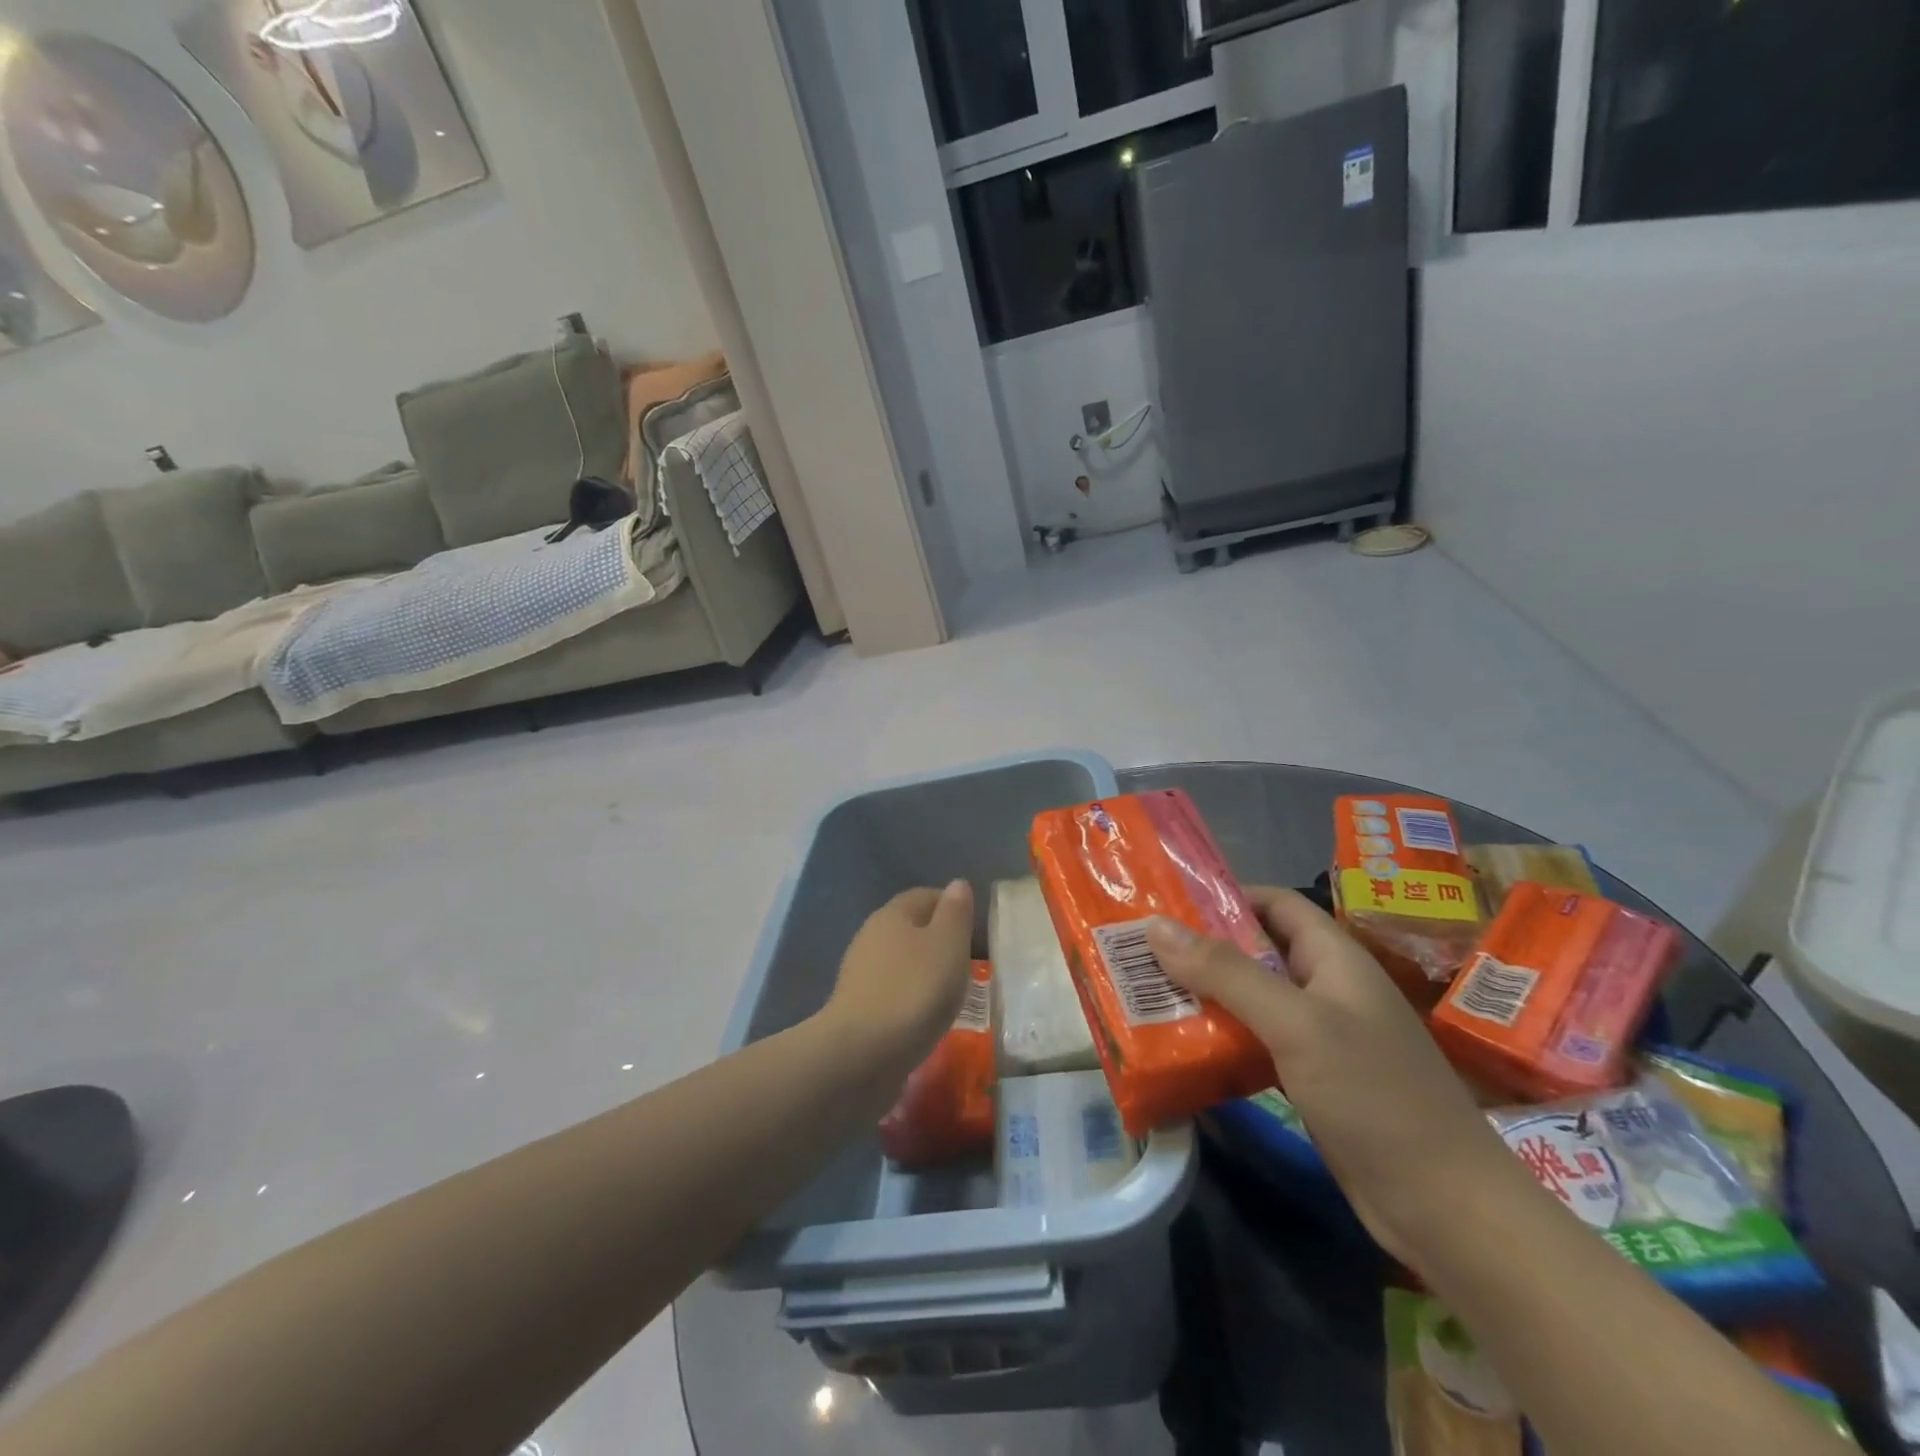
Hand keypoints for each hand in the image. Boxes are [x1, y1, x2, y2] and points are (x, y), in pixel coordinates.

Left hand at [820, 881, 975, 1086]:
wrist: (862, 1055)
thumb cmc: (914, 990)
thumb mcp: (948, 945)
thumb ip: (955, 913)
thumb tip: (957, 884)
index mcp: (893, 914)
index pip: (925, 895)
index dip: (952, 906)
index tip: (976, 929)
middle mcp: (871, 936)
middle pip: (911, 928)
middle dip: (939, 940)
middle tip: (968, 962)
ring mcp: (860, 973)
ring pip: (901, 961)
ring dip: (925, 971)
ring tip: (952, 993)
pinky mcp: (857, 1008)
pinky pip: (893, 991)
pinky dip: (912, 997)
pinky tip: (926, 1016)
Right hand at [1145, 888, 1523, 1264]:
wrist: (1446, 1210)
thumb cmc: (1375, 1096)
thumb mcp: (1296, 1023)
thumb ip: (1225, 972)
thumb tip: (1155, 925)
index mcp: (1334, 957)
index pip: (1275, 902)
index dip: (1225, 895)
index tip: (1167, 902)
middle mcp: (1325, 987)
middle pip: (1256, 950)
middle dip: (1201, 947)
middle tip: (1140, 950)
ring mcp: (1319, 1036)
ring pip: (1251, 998)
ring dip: (1204, 994)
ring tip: (1146, 992)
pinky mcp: (1310, 1079)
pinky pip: (1255, 1042)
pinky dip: (1220, 1037)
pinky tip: (1180, 1045)